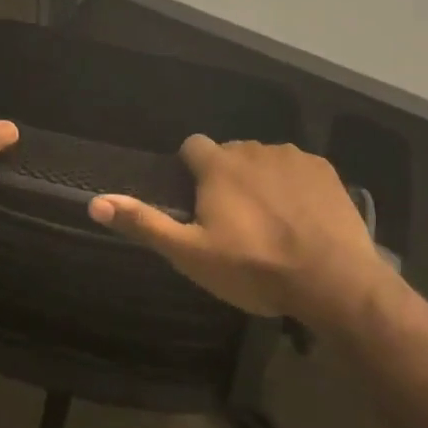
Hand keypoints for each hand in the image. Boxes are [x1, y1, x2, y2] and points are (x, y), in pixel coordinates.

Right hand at [89, 137, 390, 325]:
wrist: (333, 281)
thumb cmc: (254, 268)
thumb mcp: (191, 254)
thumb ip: (145, 223)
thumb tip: (94, 201)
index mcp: (218, 165)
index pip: (192, 146)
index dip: (190, 169)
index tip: (197, 199)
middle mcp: (252, 149)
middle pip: (230, 155)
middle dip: (227, 178)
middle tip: (235, 221)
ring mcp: (292, 157)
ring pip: (264, 160)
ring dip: (261, 180)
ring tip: (271, 223)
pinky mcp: (325, 170)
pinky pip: (298, 169)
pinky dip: (295, 186)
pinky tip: (302, 218)